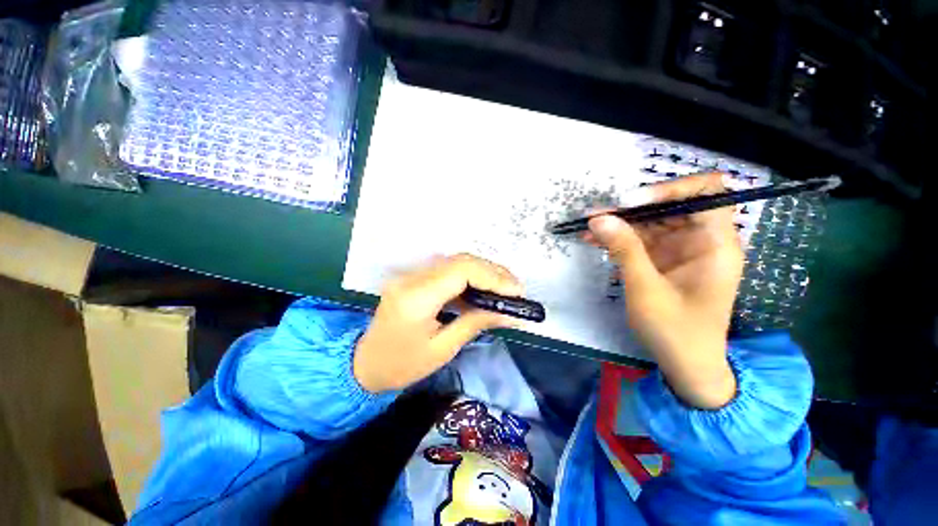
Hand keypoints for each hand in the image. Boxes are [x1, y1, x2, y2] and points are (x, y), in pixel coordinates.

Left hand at [353, 254, 523, 392]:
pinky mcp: (414, 277)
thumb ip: (476, 323)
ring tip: (506, 287)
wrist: (364, 364)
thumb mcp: (443, 349)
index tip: (516, 292)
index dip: (492, 277)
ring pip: (456, 261)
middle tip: (516, 289)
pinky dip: (471, 275)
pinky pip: (448, 269)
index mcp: (416, 298)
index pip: (460, 271)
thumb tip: (510, 313)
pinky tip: (485, 286)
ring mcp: (411, 275)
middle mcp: (412, 279)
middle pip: (460, 261)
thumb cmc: (402, 365)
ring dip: (484, 271)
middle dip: (493, 272)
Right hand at [587, 173, 742, 408]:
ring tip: (586, 226)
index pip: (705, 193)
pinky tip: (594, 240)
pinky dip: (617, 238)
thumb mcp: (646, 289)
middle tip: (596, 214)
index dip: (669, 189)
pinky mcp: (662, 260)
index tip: (630, 202)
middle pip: (669, 206)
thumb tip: (598, 218)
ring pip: (649, 222)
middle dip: (631, 208)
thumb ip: (624, 249)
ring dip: (618, 223)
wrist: (685, 364)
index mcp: (715, 243)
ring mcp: (680, 249)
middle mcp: (701, 240)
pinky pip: (640, 240)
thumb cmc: (675, 330)